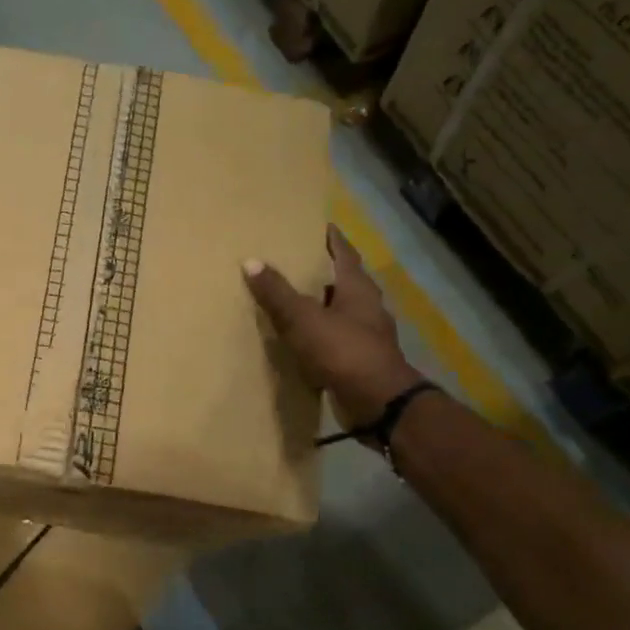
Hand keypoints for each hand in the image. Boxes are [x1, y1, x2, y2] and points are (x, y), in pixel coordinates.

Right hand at [244, 224, 423, 428]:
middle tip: (300, 262)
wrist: (378, 403)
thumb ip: (277, 293)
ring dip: (323, 306)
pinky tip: (304, 340)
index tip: (321, 227)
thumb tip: (251, 261)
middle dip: (326, 272)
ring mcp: (367, 337)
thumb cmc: (343, 351)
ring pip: (343, 312)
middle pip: (346, 282)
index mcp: (358, 290)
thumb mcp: (303, 319)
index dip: (333, 240)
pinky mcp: (361, 362)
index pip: (345, 255)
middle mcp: (368, 309)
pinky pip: (338, 340)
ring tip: (296, 300)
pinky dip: (322, 335)